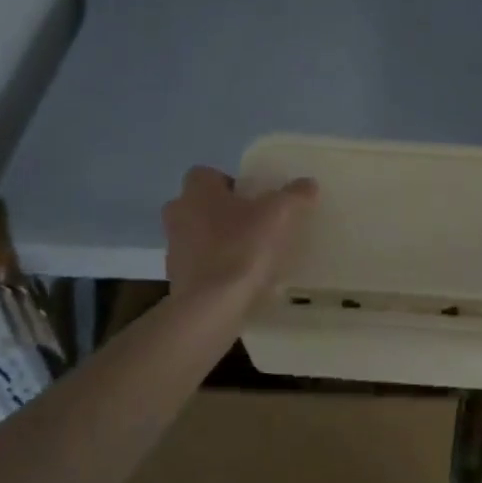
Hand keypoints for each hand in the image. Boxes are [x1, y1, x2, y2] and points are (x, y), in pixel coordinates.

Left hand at [162, 166, 316, 301]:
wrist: (210, 308)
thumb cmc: (242, 248)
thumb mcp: (279, 215)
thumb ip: (295, 195)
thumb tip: (308, 184)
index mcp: (197, 190)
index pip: (206, 174)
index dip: (229, 183)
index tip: (254, 199)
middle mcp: (178, 214)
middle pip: (200, 205)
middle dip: (223, 213)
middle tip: (254, 224)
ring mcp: (173, 249)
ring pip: (197, 236)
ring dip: (218, 242)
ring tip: (251, 255)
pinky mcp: (176, 281)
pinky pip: (198, 267)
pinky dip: (215, 270)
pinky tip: (241, 281)